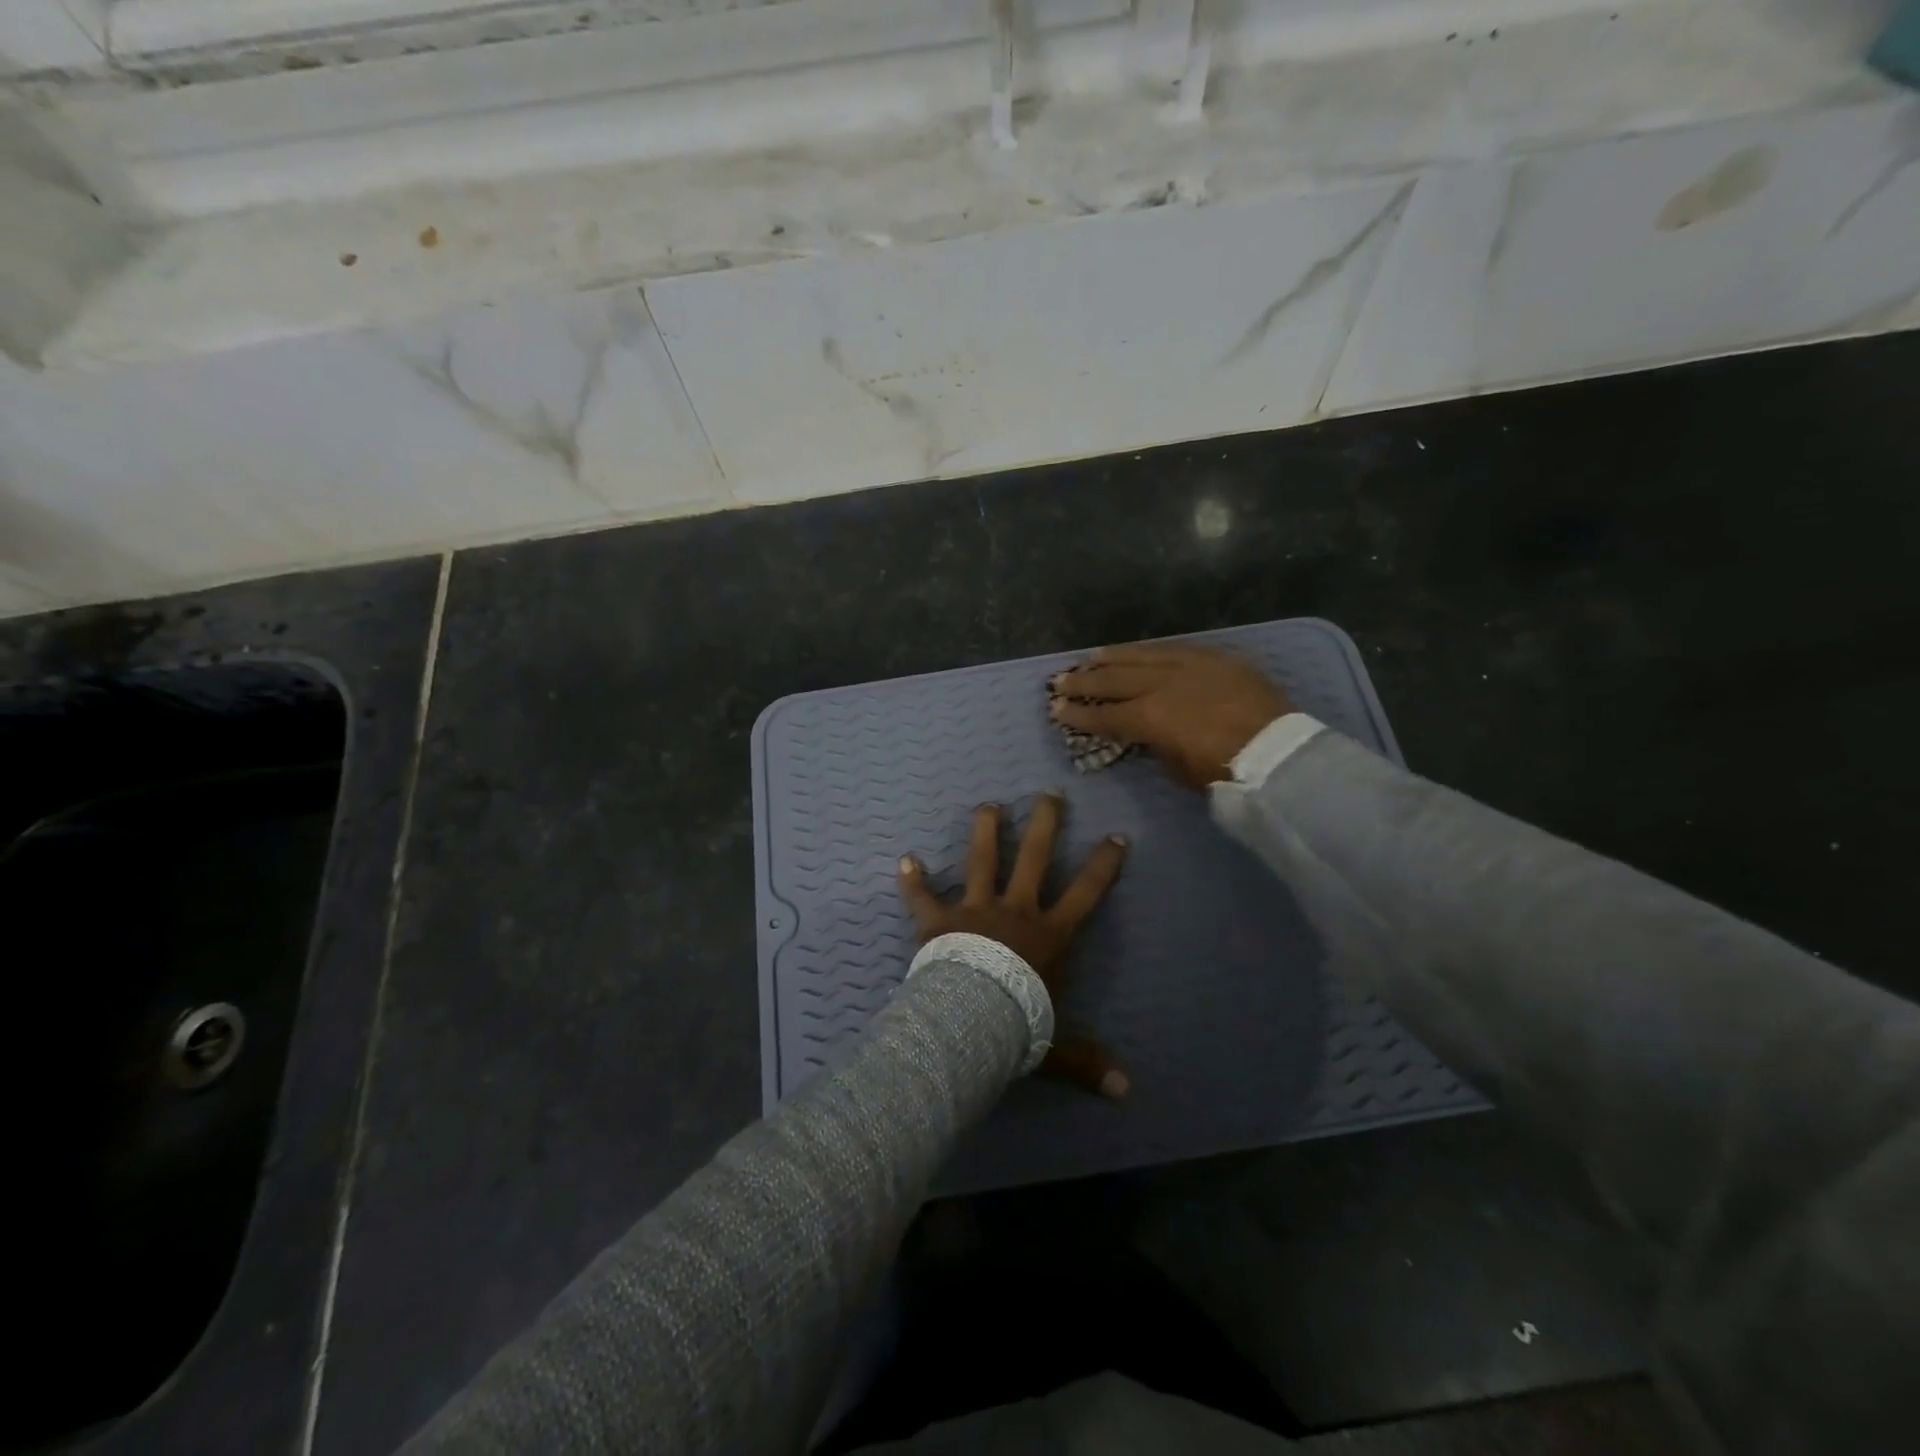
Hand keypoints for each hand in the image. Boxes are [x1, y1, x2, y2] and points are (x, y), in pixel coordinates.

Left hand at [898, 794, 1129, 1098]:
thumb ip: (1088, 1062)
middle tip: (1049, 794)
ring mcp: (975, 910)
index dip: (1104, 864)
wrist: (968, 1023)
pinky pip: (922, 897)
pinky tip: (905, 859)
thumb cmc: (1017, 1026)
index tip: (1117, 836)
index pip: (1086, 892)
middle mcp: (1015, 911)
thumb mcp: (1057, 1047)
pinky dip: (913, 880)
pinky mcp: (938, 921)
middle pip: (1033, 857)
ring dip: (985, 831)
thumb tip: (1125, 1092)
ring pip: (981, 861)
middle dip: (1044, 824)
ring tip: (989, 804)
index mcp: (1049, 935)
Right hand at [1048, 643, 1292, 788]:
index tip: (1056, 711)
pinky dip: (1148, 650)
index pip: (1105, 715)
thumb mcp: (1179, 769)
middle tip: (1060, 680)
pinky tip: (1136, 650)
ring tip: (1091, 658)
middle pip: (1115, 679)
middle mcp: (1163, 684)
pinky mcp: (1214, 657)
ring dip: (1112, 658)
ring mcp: (1189, 665)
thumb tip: (1145, 733)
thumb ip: (1155, 746)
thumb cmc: (1225, 771)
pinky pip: (1173, 648)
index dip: (1078, 715)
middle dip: (1084, 681)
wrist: (1278, 752)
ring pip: (1141, 655)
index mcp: (1150, 717)